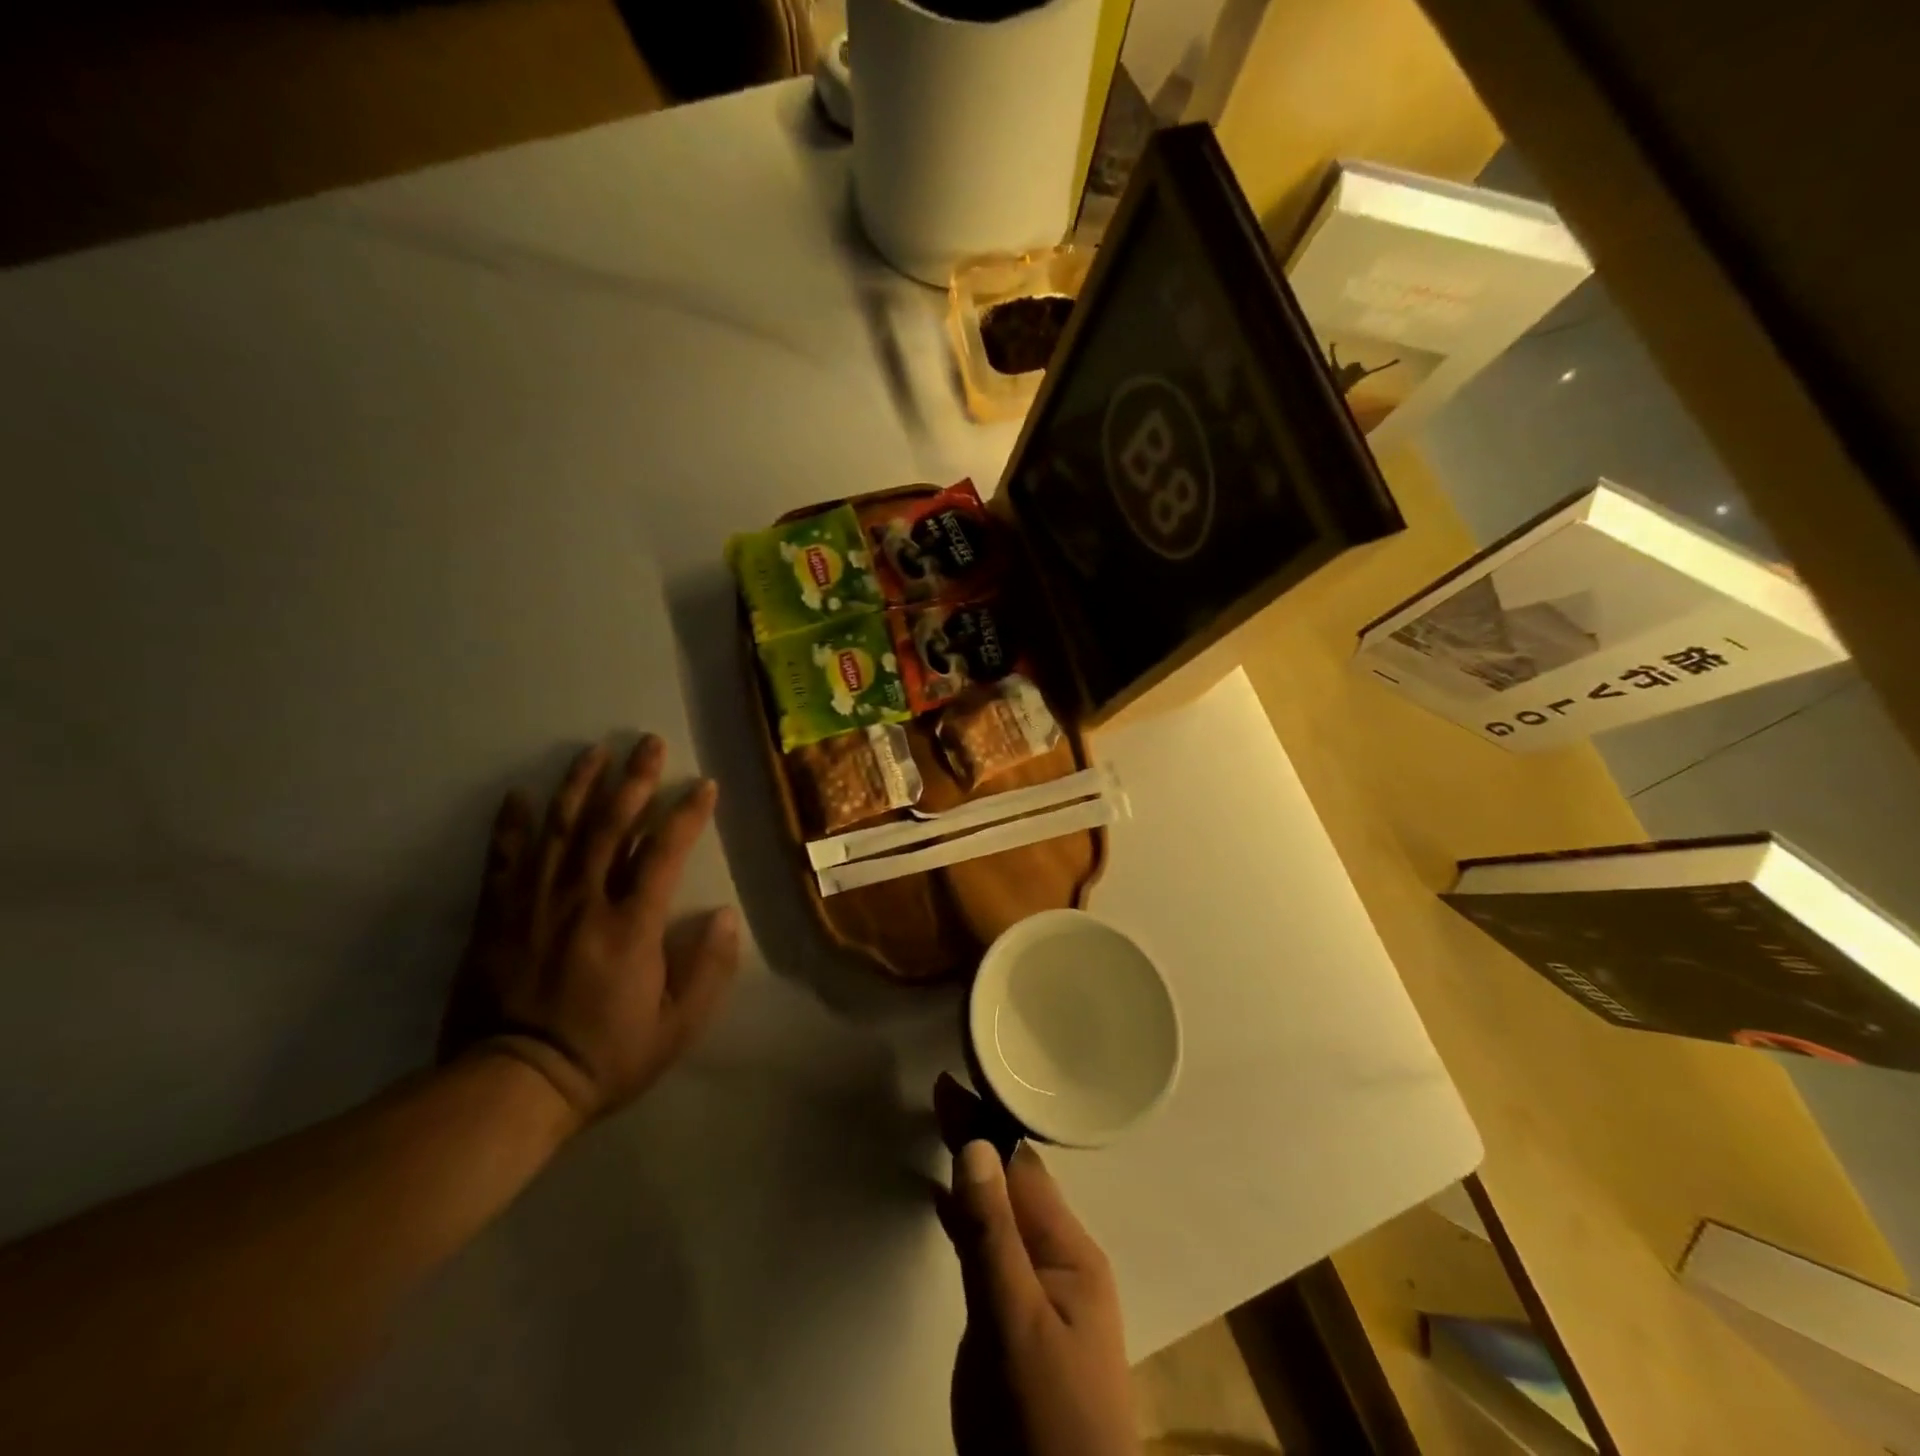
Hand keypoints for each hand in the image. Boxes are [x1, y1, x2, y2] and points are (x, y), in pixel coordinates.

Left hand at [440, 736, 740, 1127]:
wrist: (510, 1086)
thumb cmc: (604, 1056)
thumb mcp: (676, 1027)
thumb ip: (708, 969)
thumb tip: (726, 916)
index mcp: (632, 924)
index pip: (665, 851)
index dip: (688, 813)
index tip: (704, 785)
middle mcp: (584, 900)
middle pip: (612, 824)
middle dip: (635, 779)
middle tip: (649, 742)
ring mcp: (534, 904)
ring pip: (560, 829)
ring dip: (580, 785)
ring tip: (595, 750)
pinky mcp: (495, 916)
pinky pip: (504, 859)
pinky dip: (511, 825)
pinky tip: (518, 794)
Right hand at [934, 1074, 1136, 1455]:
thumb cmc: (1045, 1423)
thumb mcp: (1014, 1323)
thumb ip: (992, 1234)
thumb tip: (975, 1145)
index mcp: (1071, 1250)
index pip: (1022, 1167)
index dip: (986, 1123)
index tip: (951, 1082)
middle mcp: (1061, 1260)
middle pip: (1014, 1182)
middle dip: (980, 1136)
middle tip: (942, 1094)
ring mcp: (1042, 1292)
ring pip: (1002, 1211)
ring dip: (975, 1170)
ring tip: (944, 1128)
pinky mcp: (1020, 1321)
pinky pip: (992, 1247)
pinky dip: (968, 1216)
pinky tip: (947, 1203)